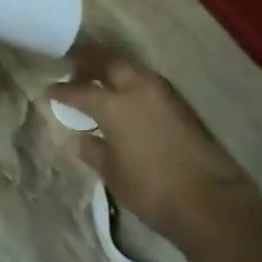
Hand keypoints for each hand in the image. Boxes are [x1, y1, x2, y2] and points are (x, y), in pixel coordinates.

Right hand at [48, 48, 258, 247]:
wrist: (211, 200)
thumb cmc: (153, 191)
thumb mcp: (114, 175)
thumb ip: (94, 152)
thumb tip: (80, 139)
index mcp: (114, 105)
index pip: (80, 90)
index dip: (62, 90)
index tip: (50, 90)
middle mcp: (137, 88)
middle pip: (108, 62)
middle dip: (88, 61)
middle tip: (73, 66)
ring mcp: (163, 92)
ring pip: (131, 68)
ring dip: (112, 69)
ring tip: (99, 79)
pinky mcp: (181, 103)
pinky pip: (147, 82)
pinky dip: (131, 82)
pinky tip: (126, 96)